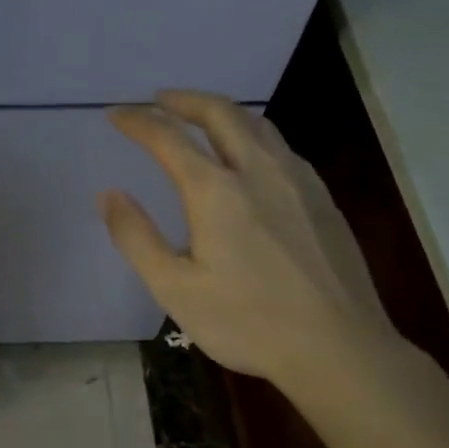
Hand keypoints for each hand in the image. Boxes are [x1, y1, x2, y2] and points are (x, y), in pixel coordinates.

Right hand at [100, 91, 398, 391]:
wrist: (339, 347)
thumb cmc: (247, 322)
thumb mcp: (175, 288)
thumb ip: (136, 237)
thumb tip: (109, 195)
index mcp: (215, 191)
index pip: (167, 138)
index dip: (138, 121)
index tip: (116, 114)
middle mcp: (258, 170)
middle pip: (220, 113)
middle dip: (185, 100)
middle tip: (160, 100)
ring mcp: (297, 180)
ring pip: (257, 125)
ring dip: (222, 112)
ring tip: (202, 117)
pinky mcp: (322, 198)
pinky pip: (281, 146)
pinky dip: (253, 134)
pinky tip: (251, 156)